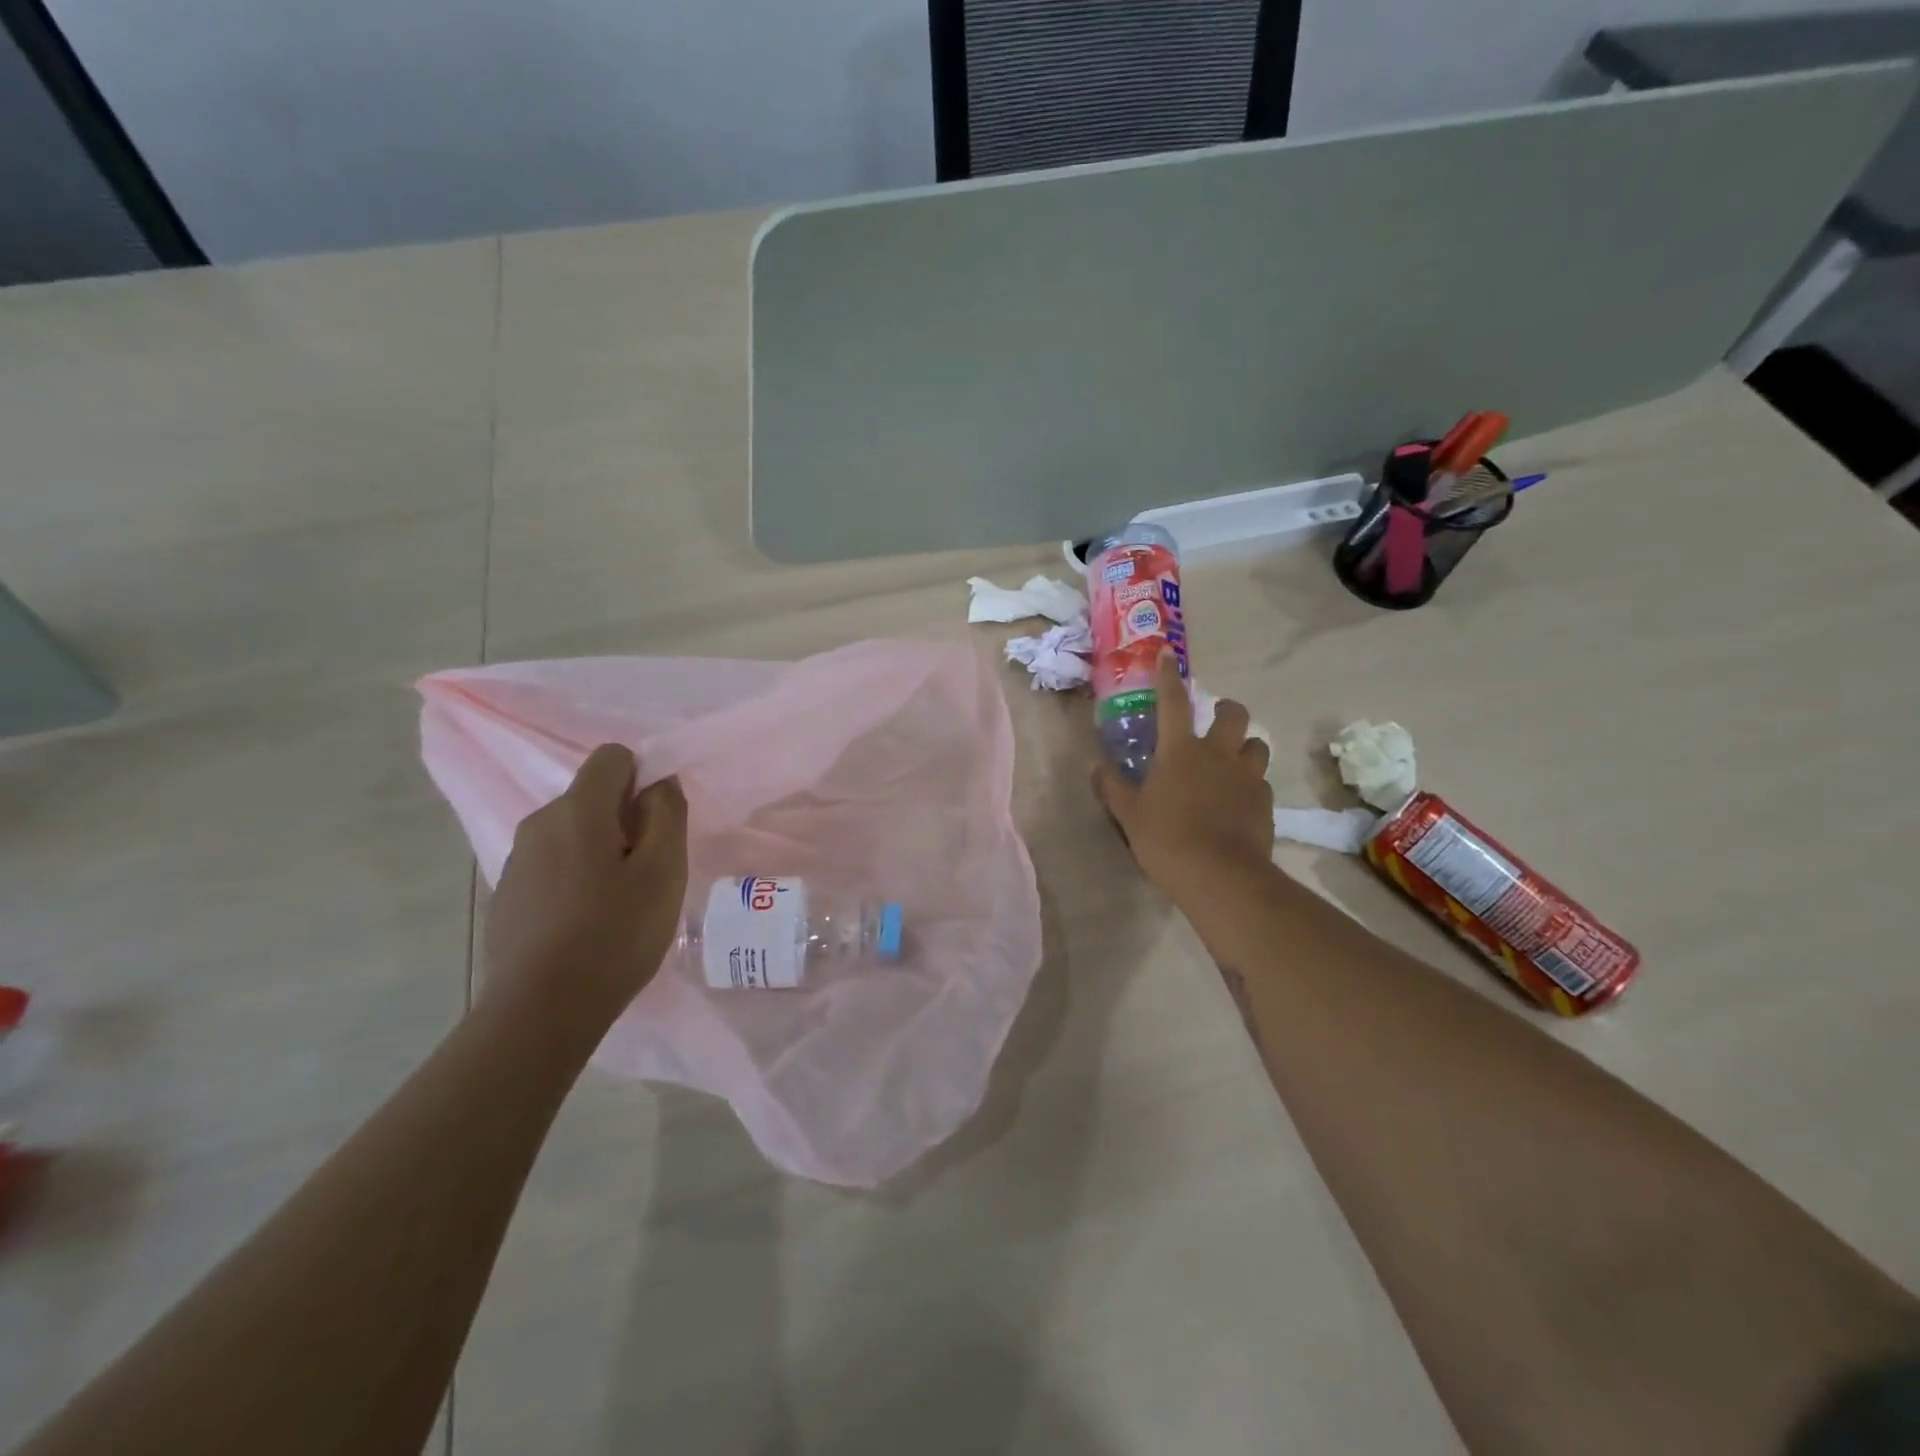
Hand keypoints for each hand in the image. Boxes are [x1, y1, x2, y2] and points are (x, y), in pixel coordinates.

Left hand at [483, 744, 688, 1027]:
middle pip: (591, 797)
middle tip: (647, 871)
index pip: (612, 756)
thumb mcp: (664, 871)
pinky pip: (552, 867)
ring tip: (619, 902)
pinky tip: (586, 924)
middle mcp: (539, 823)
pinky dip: (574, 879)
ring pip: (571, 834)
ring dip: (600, 851)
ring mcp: (516, 861)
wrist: (540, 1011)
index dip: (643, 778)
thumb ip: (667, 814)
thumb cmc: (615, 934)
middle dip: (624, 819)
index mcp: (577, 809)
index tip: (657, 824)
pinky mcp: (507, 897)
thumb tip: (659, 783)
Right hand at [1094, 652, 1273, 900]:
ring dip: (1245, 746)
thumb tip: (1095, 767)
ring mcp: (1247, 777)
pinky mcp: (1266, 802)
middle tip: (1216, 718)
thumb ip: (1112, 787)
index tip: (1167, 655)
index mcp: (1180, 750)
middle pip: (1234, 714)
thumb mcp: (1129, 814)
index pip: (1172, 702)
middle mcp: (1218, 754)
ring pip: (1257, 745)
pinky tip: (1239, 801)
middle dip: (1226, 709)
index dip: (1168, 676)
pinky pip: (1261, 781)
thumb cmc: (1166, 839)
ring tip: (1232, 761)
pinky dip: (1251, 783)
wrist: (1220, 876)